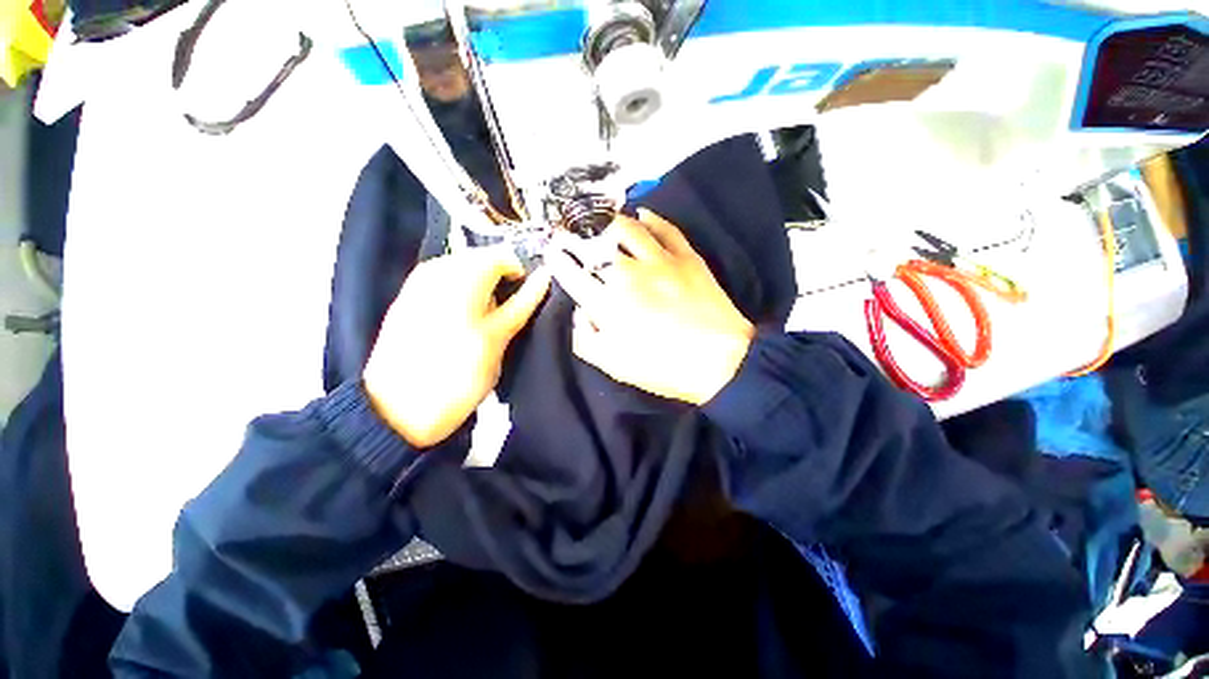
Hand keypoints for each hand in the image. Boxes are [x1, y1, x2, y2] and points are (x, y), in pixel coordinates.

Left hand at [364, 247, 550, 447]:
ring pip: (465, 271)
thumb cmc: (456, 376)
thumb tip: (545, 277)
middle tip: (505, 316)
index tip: (526, 304)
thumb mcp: (498, 340)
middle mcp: (437, 269)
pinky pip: (446, 282)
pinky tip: (460, 323)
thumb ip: (522, 304)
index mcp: (462, 277)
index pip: (504, 257)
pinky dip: (462, 295)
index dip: (522, 278)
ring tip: (484, 322)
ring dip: (482, 290)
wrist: (396, 412)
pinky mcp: (408, 297)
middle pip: (483, 260)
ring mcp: (418, 282)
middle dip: (500, 284)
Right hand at [549, 210, 754, 404]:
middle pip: (593, 244)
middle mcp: (628, 275)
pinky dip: (652, 218)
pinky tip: (643, 214)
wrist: (720, 362)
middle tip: (568, 230)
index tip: (552, 252)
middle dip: (574, 235)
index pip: (573, 273)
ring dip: (608, 221)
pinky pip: (666, 229)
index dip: (558, 260)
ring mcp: (659, 261)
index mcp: (608, 304)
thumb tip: (580, 314)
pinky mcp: (686, 257)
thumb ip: (587, 339)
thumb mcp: (615, 365)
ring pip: (627, 228)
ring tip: (600, 221)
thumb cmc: (664, 368)